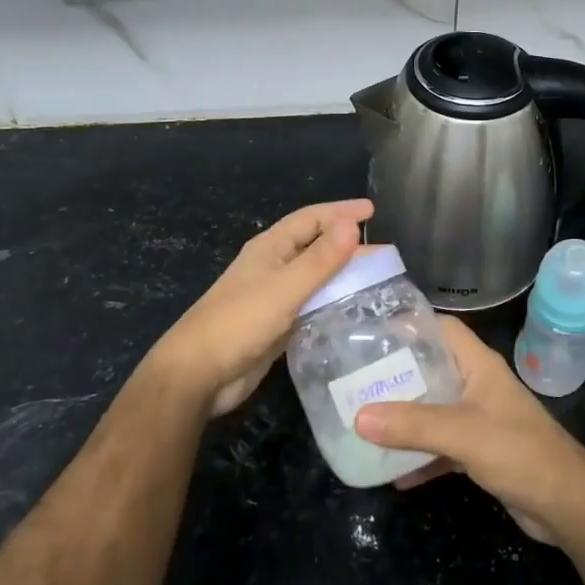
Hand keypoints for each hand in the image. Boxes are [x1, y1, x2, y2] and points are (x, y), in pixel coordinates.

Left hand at [146, 199, 372, 417]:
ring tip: (378, 282)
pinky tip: (354, 313)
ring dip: (343, 277)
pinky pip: (312, 306)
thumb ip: (320, 259)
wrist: (199, 374)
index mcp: (271, 248)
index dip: (340, 212)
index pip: (311, 219)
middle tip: (385, 254)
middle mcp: (273, 267)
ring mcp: (274, 297)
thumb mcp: (285, 288)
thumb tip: (352, 224)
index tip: (372, 211)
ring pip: (316, 279)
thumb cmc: (240, 322)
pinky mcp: (277, 325)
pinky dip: (333, 304)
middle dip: (348, 247)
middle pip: (316, 248)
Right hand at [354, 316, 584, 543]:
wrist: (567, 505)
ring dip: (405, 419)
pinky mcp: (481, 452)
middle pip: (432, 369)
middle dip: (397, 376)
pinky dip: (420, 457)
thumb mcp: (462, 432)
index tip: (371, 333)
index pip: (442, 329)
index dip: (410, 325)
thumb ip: (412, 425)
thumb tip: (359, 416)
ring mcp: (480, 420)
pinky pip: (441, 447)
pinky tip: (392, 473)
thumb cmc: (519, 452)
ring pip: (434, 410)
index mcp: (478, 365)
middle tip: (356, 382)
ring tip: (364, 422)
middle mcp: (477, 386)